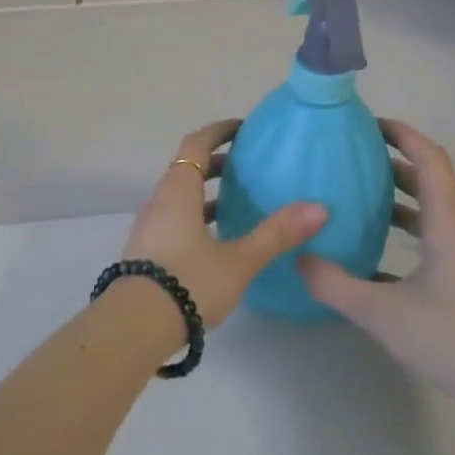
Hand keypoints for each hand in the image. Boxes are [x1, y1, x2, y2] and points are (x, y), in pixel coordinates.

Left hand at [120, 119, 326, 328]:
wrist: (135, 325)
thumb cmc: (189, 281)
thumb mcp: (239, 260)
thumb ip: (276, 234)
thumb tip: (319, 208)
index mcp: (177, 190)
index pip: (196, 144)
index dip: (218, 132)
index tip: (242, 129)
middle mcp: (159, 201)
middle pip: (186, 170)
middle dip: (215, 164)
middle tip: (247, 167)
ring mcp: (148, 227)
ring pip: (179, 198)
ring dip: (205, 195)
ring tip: (237, 204)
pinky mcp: (146, 251)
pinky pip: (174, 221)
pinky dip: (196, 218)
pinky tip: (217, 241)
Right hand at [299, 120, 454, 407]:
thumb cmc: (450, 337)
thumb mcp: (380, 311)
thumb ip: (333, 283)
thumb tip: (296, 258)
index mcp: (446, 224)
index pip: (428, 160)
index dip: (402, 134)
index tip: (367, 123)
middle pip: (427, 179)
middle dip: (391, 160)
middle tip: (350, 154)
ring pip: (428, 209)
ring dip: (395, 195)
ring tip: (354, 194)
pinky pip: (428, 237)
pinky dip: (401, 229)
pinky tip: (368, 250)